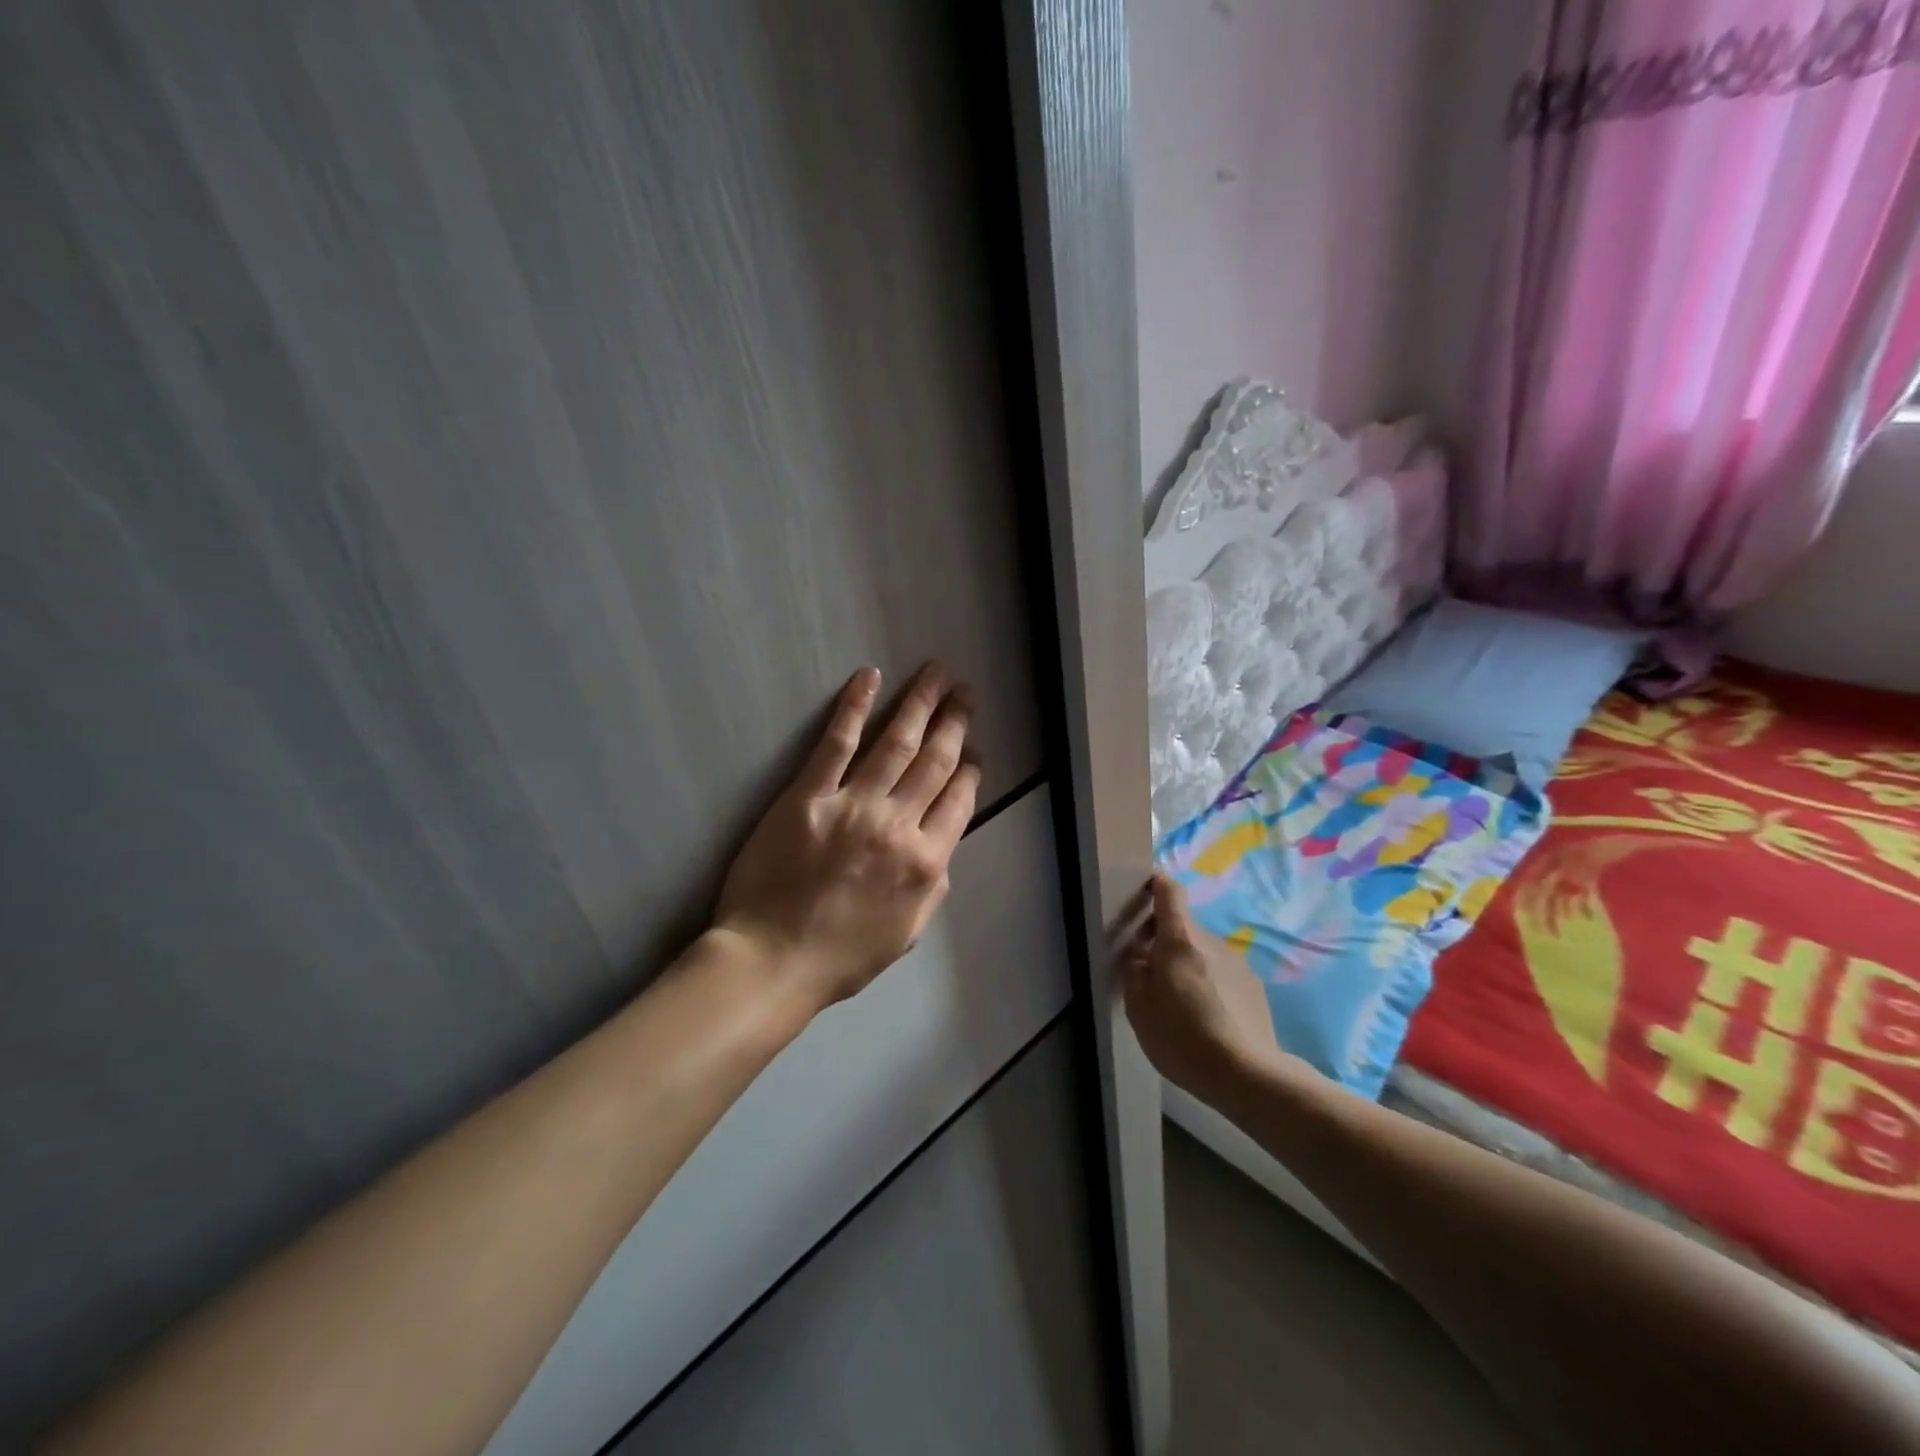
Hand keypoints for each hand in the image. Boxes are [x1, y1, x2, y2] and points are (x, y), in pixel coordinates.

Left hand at [715, 663, 980, 1012]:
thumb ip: (932, 886)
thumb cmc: (841, 956)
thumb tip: (942, 848)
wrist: (773, 960)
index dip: (970, 769)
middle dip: (954, 722)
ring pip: (896, 743)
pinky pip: (836, 743)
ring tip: (935, 674)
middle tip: (964, 692)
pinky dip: (855, 706)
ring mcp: (853, 805)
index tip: (974, 749)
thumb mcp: (907, 933)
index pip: (958, 801)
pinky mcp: (808, 795)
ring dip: (919, 704)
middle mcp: (897, 825)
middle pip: (934, 762)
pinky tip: (870, 677)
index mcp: (925, 862)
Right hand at [1120, 873, 1291, 1101]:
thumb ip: (1134, 972)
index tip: (1145, 889)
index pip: (1169, 892)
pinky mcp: (1254, 987)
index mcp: (1179, 939)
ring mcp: (1237, 963)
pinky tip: (1207, 1018)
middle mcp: (1211, 941)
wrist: (1246, 1074)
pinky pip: (1223, 975)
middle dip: (1165, 941)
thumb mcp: (1138, 1006)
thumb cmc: (1181, 1035)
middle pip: (1184, 928)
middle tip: (1150, 972)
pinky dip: (1211, 985)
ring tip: (1181, 1004)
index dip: (1157, 884)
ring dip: (1189, 966)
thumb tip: (1139, 956)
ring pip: (1203, 953)